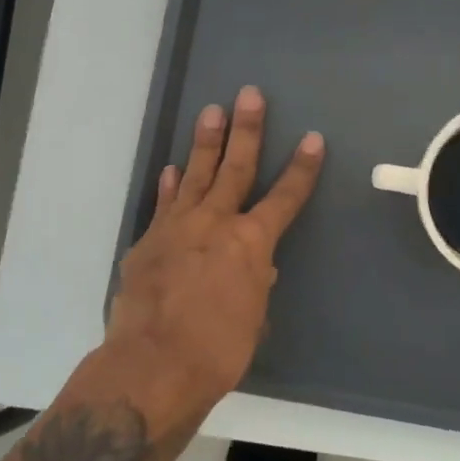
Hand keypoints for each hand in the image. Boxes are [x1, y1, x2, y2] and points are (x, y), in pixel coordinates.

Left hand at [105, 86, 324, 411]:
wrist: (151, 366)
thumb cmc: (217, 351)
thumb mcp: (252, 320)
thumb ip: (255, 284)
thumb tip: (256, 267)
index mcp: (250, 243)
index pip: (285, 197)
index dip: (301, 168)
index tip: (312, 139)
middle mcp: (215, 224)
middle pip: (235, 168)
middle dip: (246, 129)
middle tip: (249, 94)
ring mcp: (176, 228)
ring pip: (195, 174)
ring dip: (206, 142)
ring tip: (212, 111)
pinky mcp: (148, 242)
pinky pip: (162, 204)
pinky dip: (168, 186)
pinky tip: (171, 169)